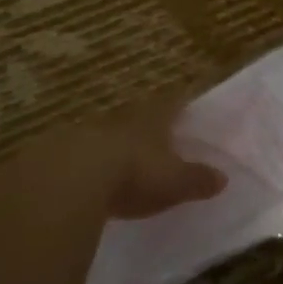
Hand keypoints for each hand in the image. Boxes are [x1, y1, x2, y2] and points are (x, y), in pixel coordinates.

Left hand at [56, 95, 225, 221]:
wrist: (74, 178)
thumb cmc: (135, 174)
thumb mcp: (174, 181)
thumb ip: (196, 179)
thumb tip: (223, 177)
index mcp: (151, 122)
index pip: (170, 106)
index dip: (178, 104)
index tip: (184, 102)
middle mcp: (121, 122)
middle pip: (136, 118)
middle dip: (144, 125)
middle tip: (153, 134)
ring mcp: (88, 135)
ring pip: (106, 135)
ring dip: (113, 145)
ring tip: (120, 160)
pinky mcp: (59, 155)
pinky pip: (79, 157)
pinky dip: (87, 165)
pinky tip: (87, 179)